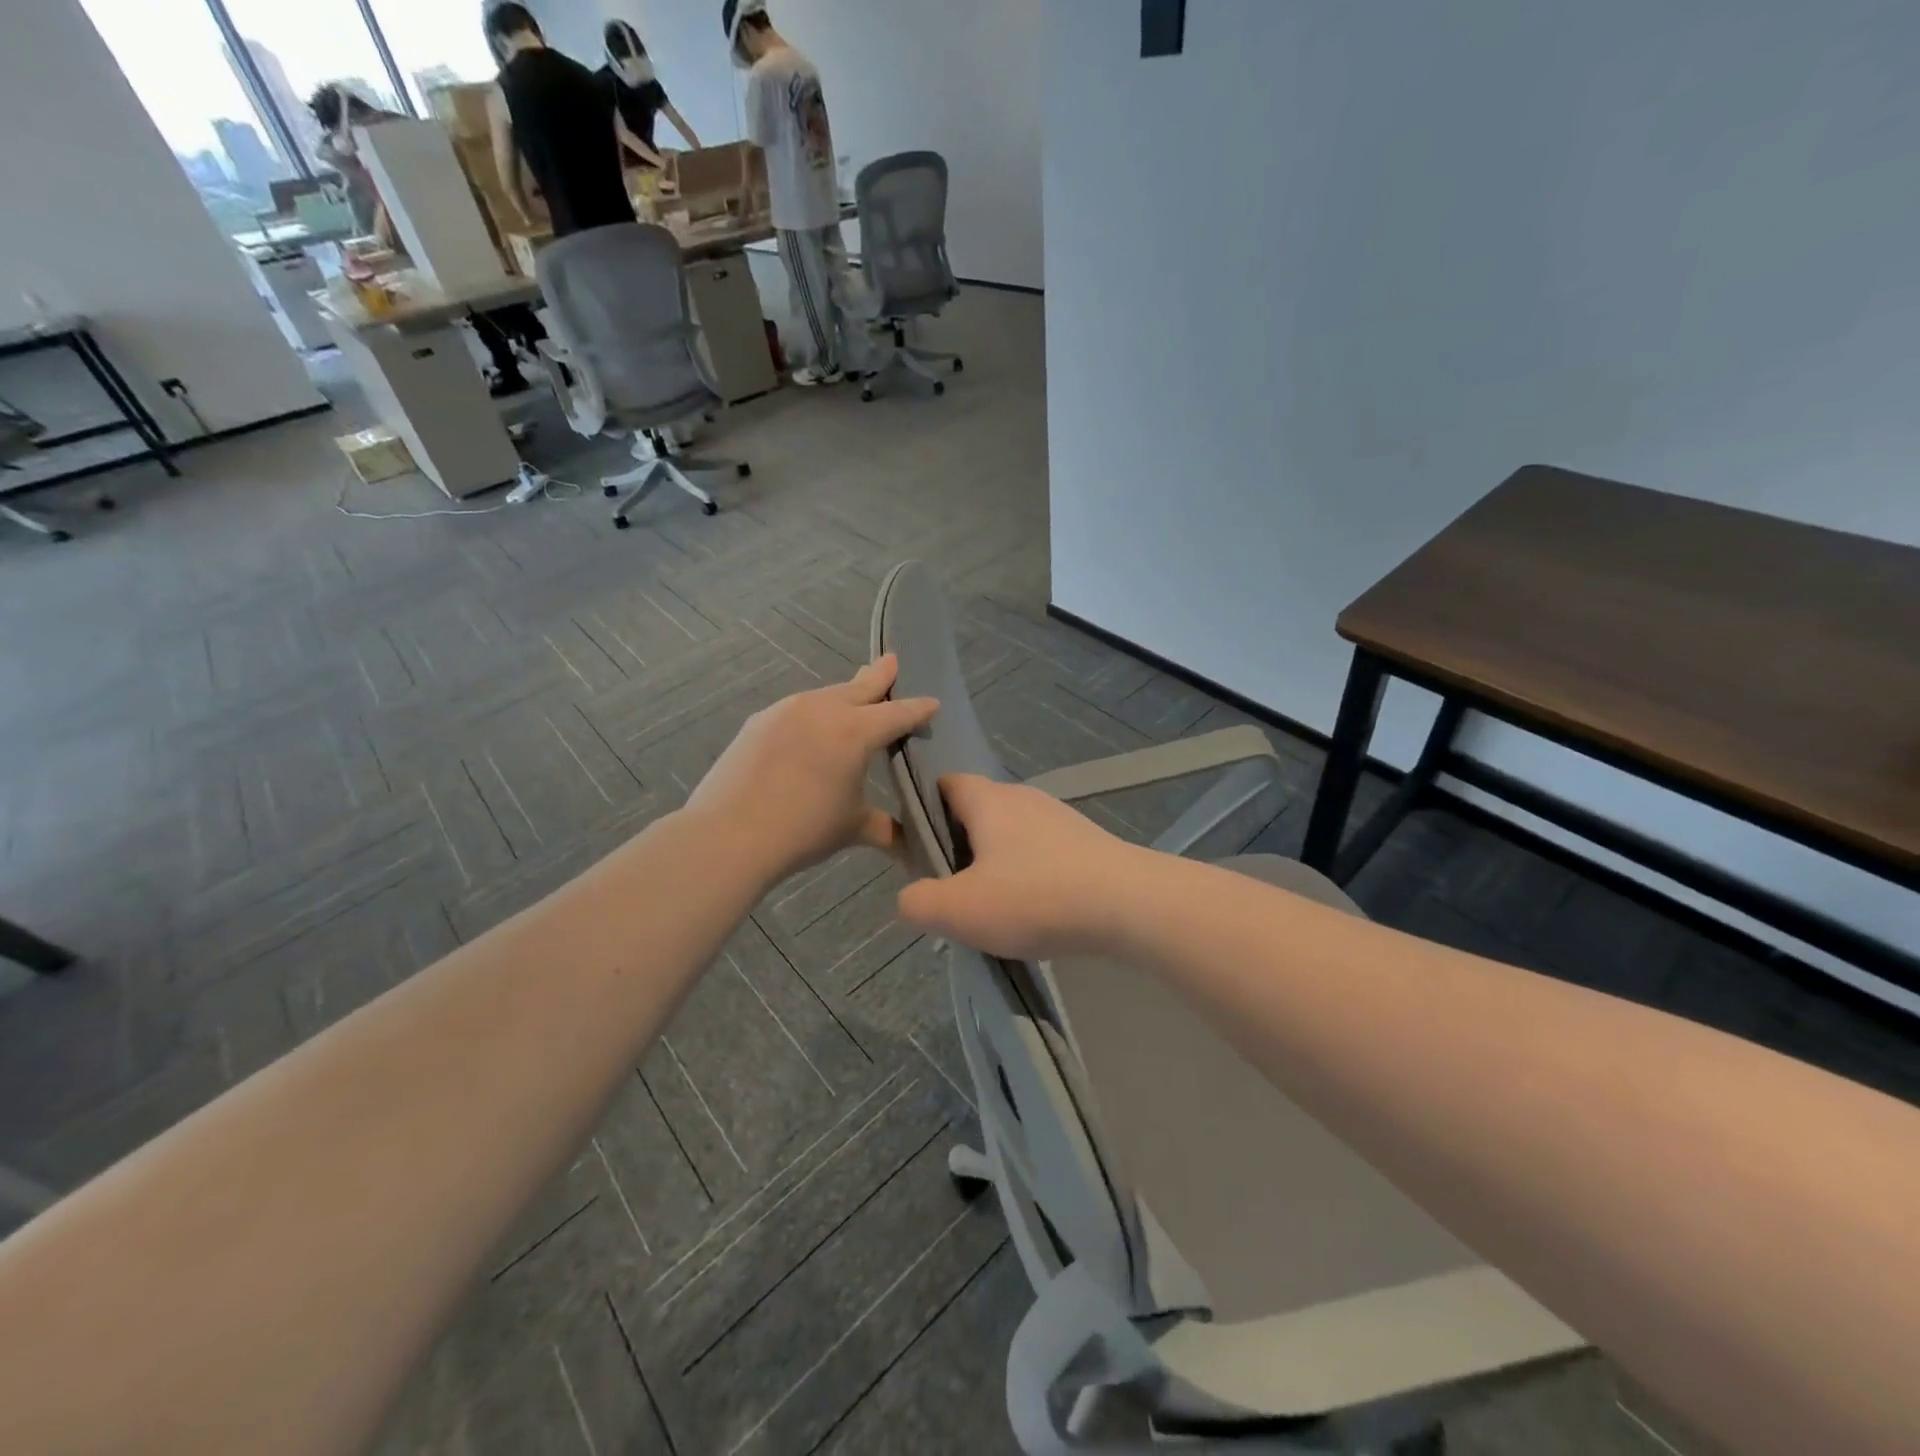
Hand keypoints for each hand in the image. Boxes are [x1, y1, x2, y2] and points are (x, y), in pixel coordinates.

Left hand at [684, 657, 937, 888]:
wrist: (729, 834)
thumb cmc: (803, 829)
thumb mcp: (853, 828)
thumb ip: (886, 829)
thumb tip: (911, 849)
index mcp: (855, 731)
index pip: (897, 714)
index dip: (917, 709)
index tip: (932, 703)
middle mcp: (823, 710)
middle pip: (859, 688)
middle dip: (879, 677)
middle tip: (892, 661)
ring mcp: (786, 711)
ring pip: (826, 696)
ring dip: (844, 696)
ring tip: (852, 698)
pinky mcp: (759, 722)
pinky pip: (797, 710)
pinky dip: (812, 714)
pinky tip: (810, 729)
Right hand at [896, 776, 1148, 960]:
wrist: (1130, 904)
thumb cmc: (1035, 896)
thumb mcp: (959, 909)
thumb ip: (918, 901)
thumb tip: (911, 897)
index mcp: (988, 800)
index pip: (945, 783)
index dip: (924, 809)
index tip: (918, 849)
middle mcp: (1024, 798)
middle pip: (978, 812)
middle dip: (959, 845)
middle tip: (950, 888)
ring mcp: (1060, 819)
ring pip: (1011, 834)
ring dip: (995, 864)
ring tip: (993, 907)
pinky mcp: (1086, 844)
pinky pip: (1042, 853)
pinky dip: (1029, 875)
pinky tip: (1035, 910)